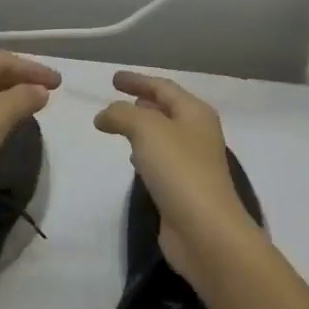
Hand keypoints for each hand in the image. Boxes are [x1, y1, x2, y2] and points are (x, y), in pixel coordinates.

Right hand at [93, 71, 253, 274]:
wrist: (204, 229)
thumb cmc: (179, 170)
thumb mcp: (147, 129)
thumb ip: (122, 114)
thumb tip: (104, 115)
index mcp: (195, 113)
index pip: (163, 87)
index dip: (137, 80)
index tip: (112, 79)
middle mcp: (197, 134)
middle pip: (167, 110)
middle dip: (142, 103)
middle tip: (116, 100)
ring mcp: (192, 163)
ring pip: (163, 136)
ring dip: (143, 128)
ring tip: (120, 127)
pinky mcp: (183, 188)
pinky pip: (161, 161)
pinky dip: (145, 154)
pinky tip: (132, 160)